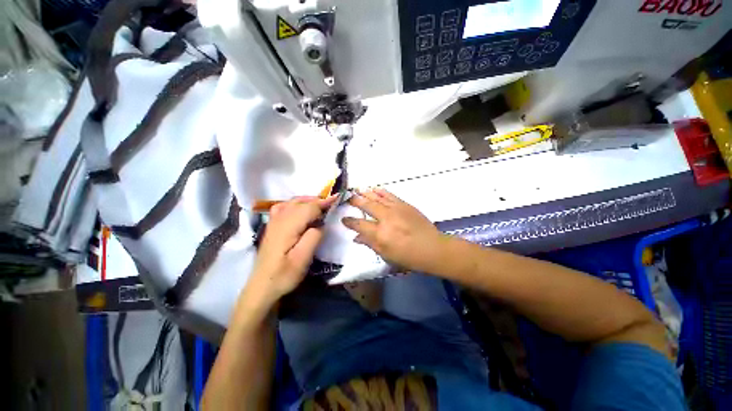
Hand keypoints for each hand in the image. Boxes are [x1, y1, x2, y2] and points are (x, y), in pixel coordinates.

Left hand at [243, 196, 335, 310]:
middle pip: (300, 202)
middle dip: (317, 200)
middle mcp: (279, 220)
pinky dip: (295, 203)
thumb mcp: (303, 259)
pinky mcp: (272, 226)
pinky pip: (283, 206)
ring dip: (308, 200)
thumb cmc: (284, 275)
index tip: (337, 198)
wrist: (262, 287)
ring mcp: (273, 222)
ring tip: (320, 205)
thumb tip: (321, 223)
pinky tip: (300, 209)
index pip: (308, 208)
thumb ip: (313, 237)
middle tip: (332, 204)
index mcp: (287, 226)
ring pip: (292, 202)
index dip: (323, 202)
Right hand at [342, 188, 445, 272]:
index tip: (344, 219)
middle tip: (348, 198)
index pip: (359, 224)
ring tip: (358, 190)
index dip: (349, 221)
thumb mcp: (386, 255)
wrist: (431, 248)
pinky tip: (375, 188)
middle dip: (355, 201)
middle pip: (367, 205)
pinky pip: (390, 195)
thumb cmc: (408, 256)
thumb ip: (370, 244)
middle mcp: (385, 218)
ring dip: (366, 193)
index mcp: (380, 233)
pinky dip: (381, 191)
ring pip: (377, 197)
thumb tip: (356, 237)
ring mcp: (395, 209)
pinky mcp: (404, 204)